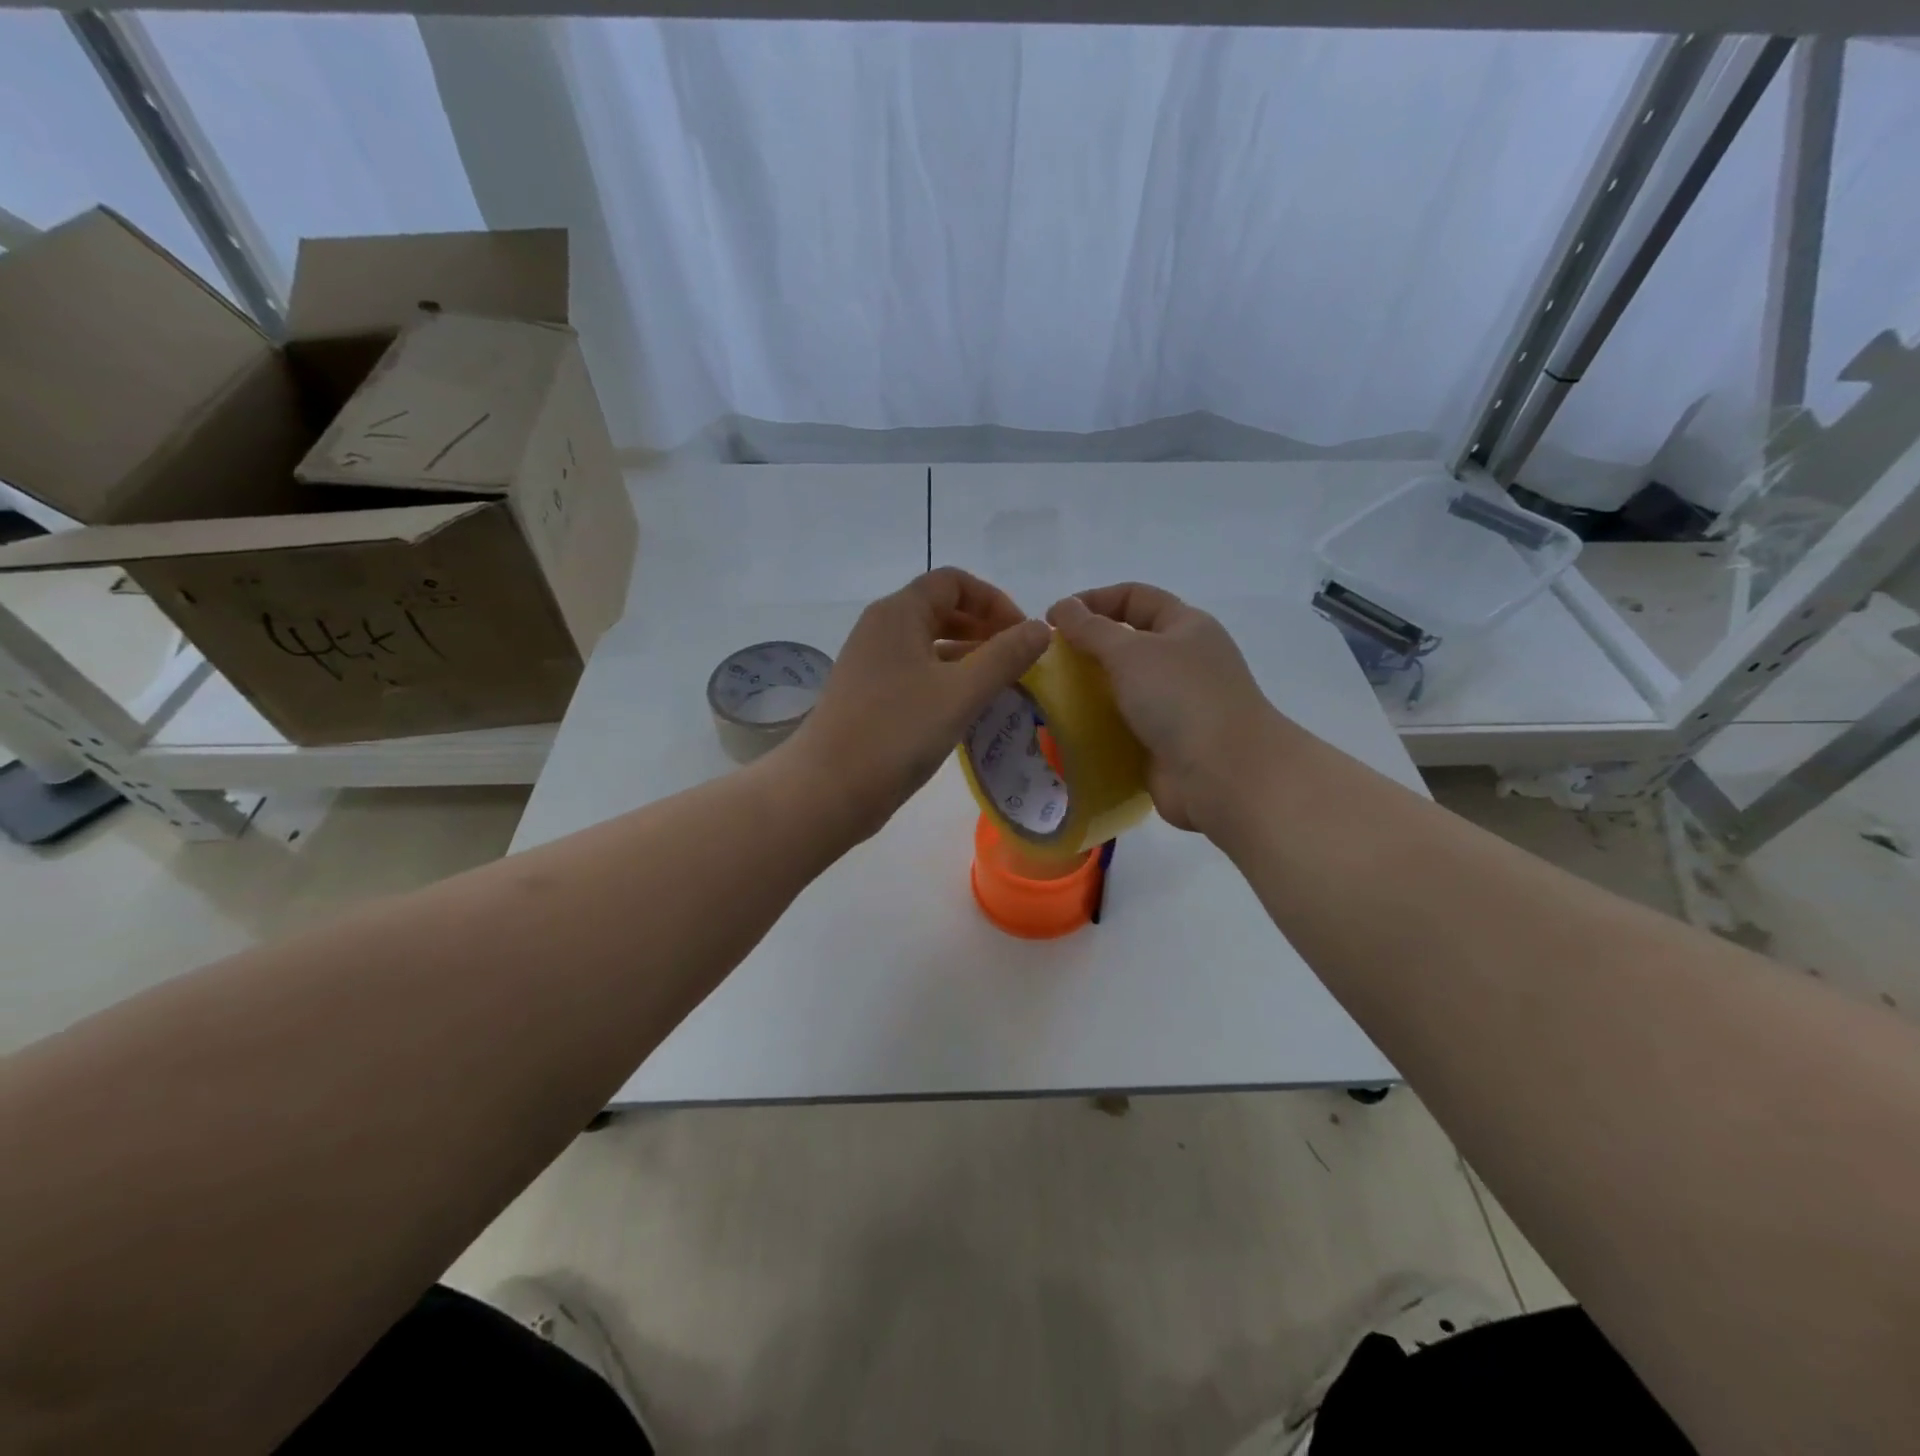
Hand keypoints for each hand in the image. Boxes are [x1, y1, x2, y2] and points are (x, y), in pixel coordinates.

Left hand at [787, 567, 1050, 838]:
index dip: (994, 601)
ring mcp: (871, 662)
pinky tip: (967, 707)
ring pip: (928, 643)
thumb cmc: (897, 732)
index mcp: (898, 612)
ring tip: (1001, 684)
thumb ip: (1006, 656)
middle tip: (1017, 660)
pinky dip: (946, 679)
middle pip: (940, 609)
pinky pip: (916, 671)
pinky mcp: (869, 694)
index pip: (954, 582)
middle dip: (983, 627)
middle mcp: (881, 628)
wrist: (827, 789)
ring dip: (967, 655)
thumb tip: (1043, 628)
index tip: (1023, 635)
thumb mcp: (961, 692)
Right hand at [1047, 583, 1284, 833]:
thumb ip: (1092, 629)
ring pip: (1123, 689)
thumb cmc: (1181, 699)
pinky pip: (1123, 727)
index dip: (1094, 600)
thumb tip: (1062, 607)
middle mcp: (1183, 662)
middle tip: (1046, 663)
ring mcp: (1176, 706)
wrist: (1223, 775)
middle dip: (1087, 649)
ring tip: (1048, 699)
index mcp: (1186, 627)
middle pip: (1128, 644)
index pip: (1135, 597)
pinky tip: (1066, 733)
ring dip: (1089, 692)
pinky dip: (1098, 728)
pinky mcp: (1164, 744)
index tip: (1052, 620)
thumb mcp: (1132, 652)